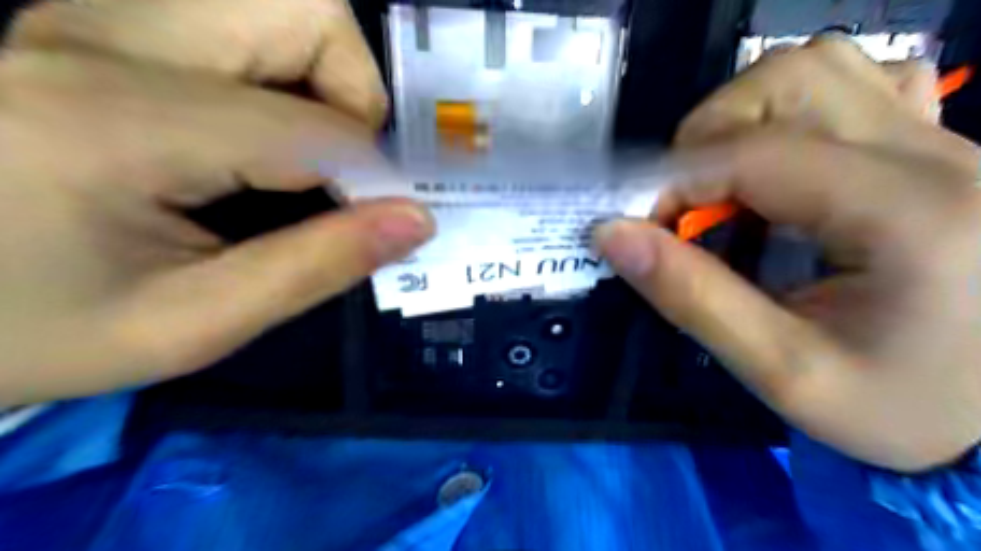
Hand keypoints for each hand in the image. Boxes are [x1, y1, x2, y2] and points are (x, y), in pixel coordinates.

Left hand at [1, 5, 429, 403]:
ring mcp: (97, 21)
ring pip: (279, 5)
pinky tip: (267, 136)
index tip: (389, 222)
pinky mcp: (102, 28)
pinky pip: (241, 23)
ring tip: (306, 151)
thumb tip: (415, 222)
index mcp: (120, 125)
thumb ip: (316, 267)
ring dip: (324, 78)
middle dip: (355, 94)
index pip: (315, 128)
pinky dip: (289, 74)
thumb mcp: (193, 324)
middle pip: (303, 12)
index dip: (378, 177)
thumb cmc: (37, 329)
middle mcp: (105, 41)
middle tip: (341, 168)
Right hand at [594, 40, 980, 470]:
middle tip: (686, 203)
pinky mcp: (937, 145)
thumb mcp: (784, 372)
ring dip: (745, 116)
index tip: (637, 226)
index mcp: (907, 213)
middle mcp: (935, 153)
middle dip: (707, 135)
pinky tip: (787, 162)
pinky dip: (798, 108)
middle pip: (789, 79)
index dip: (673, 182)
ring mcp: (945, 138)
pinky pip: (862, 82)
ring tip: (726, 182)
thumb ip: (691, 297)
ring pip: (820, 67)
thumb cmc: (899, 403)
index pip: (755, 154)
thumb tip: (610, 235)